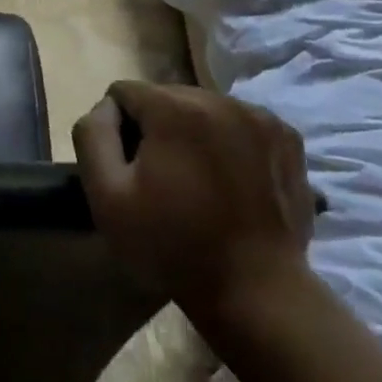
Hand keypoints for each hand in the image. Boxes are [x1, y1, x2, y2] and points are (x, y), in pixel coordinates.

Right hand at [73, 81, 315, 316]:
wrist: (255, 289)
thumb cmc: (170, 244)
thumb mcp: (105, 195)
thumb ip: (93, 135)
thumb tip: (106, 107)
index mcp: (176, 109)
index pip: (124, 92)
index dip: (116, 129)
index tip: (128, 170)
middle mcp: (221, 100)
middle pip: (165, 96)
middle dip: (155, 127)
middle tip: (160, 178)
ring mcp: (261, 118)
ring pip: (202, 108)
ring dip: (191, 133)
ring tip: (196, 181)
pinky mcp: (288, 139)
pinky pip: (238, 123)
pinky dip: (226, 142)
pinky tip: (228, 181)